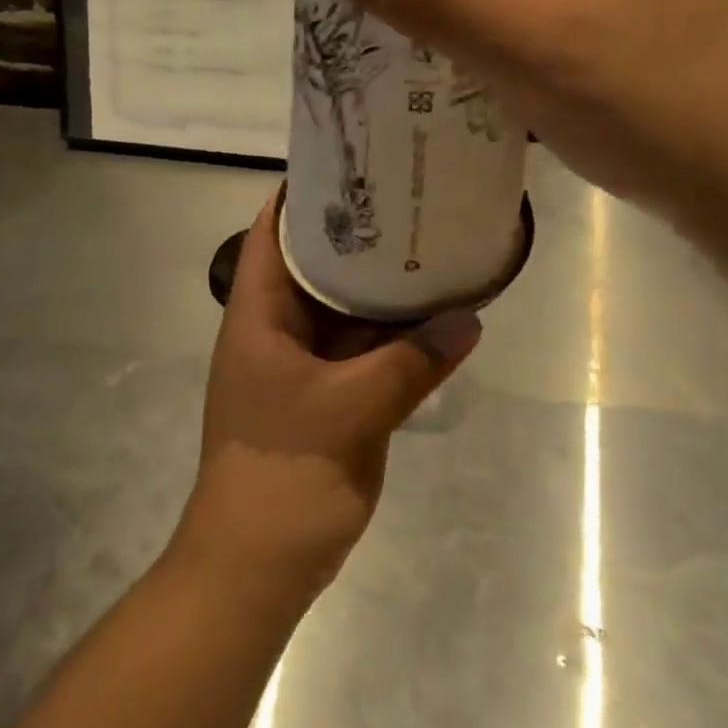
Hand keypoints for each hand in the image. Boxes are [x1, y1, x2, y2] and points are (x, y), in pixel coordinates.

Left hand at [175, 195, 481, 599]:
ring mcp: (306, 368)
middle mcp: (280, 332)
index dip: (305, 193)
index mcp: (259, 317)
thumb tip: (468, 319)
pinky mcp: (332, 400)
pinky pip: (369, 357)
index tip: (354, 162)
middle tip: (413, 200)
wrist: (259, 565)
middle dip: (361, 237)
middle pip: (318, 267)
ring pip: (349, 314)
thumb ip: (411, 362)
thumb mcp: (350, 410)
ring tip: (435, 246)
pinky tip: (444, 320)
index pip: (274, 233)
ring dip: (386, 291)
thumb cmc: (284, 474)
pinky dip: (400, 341)